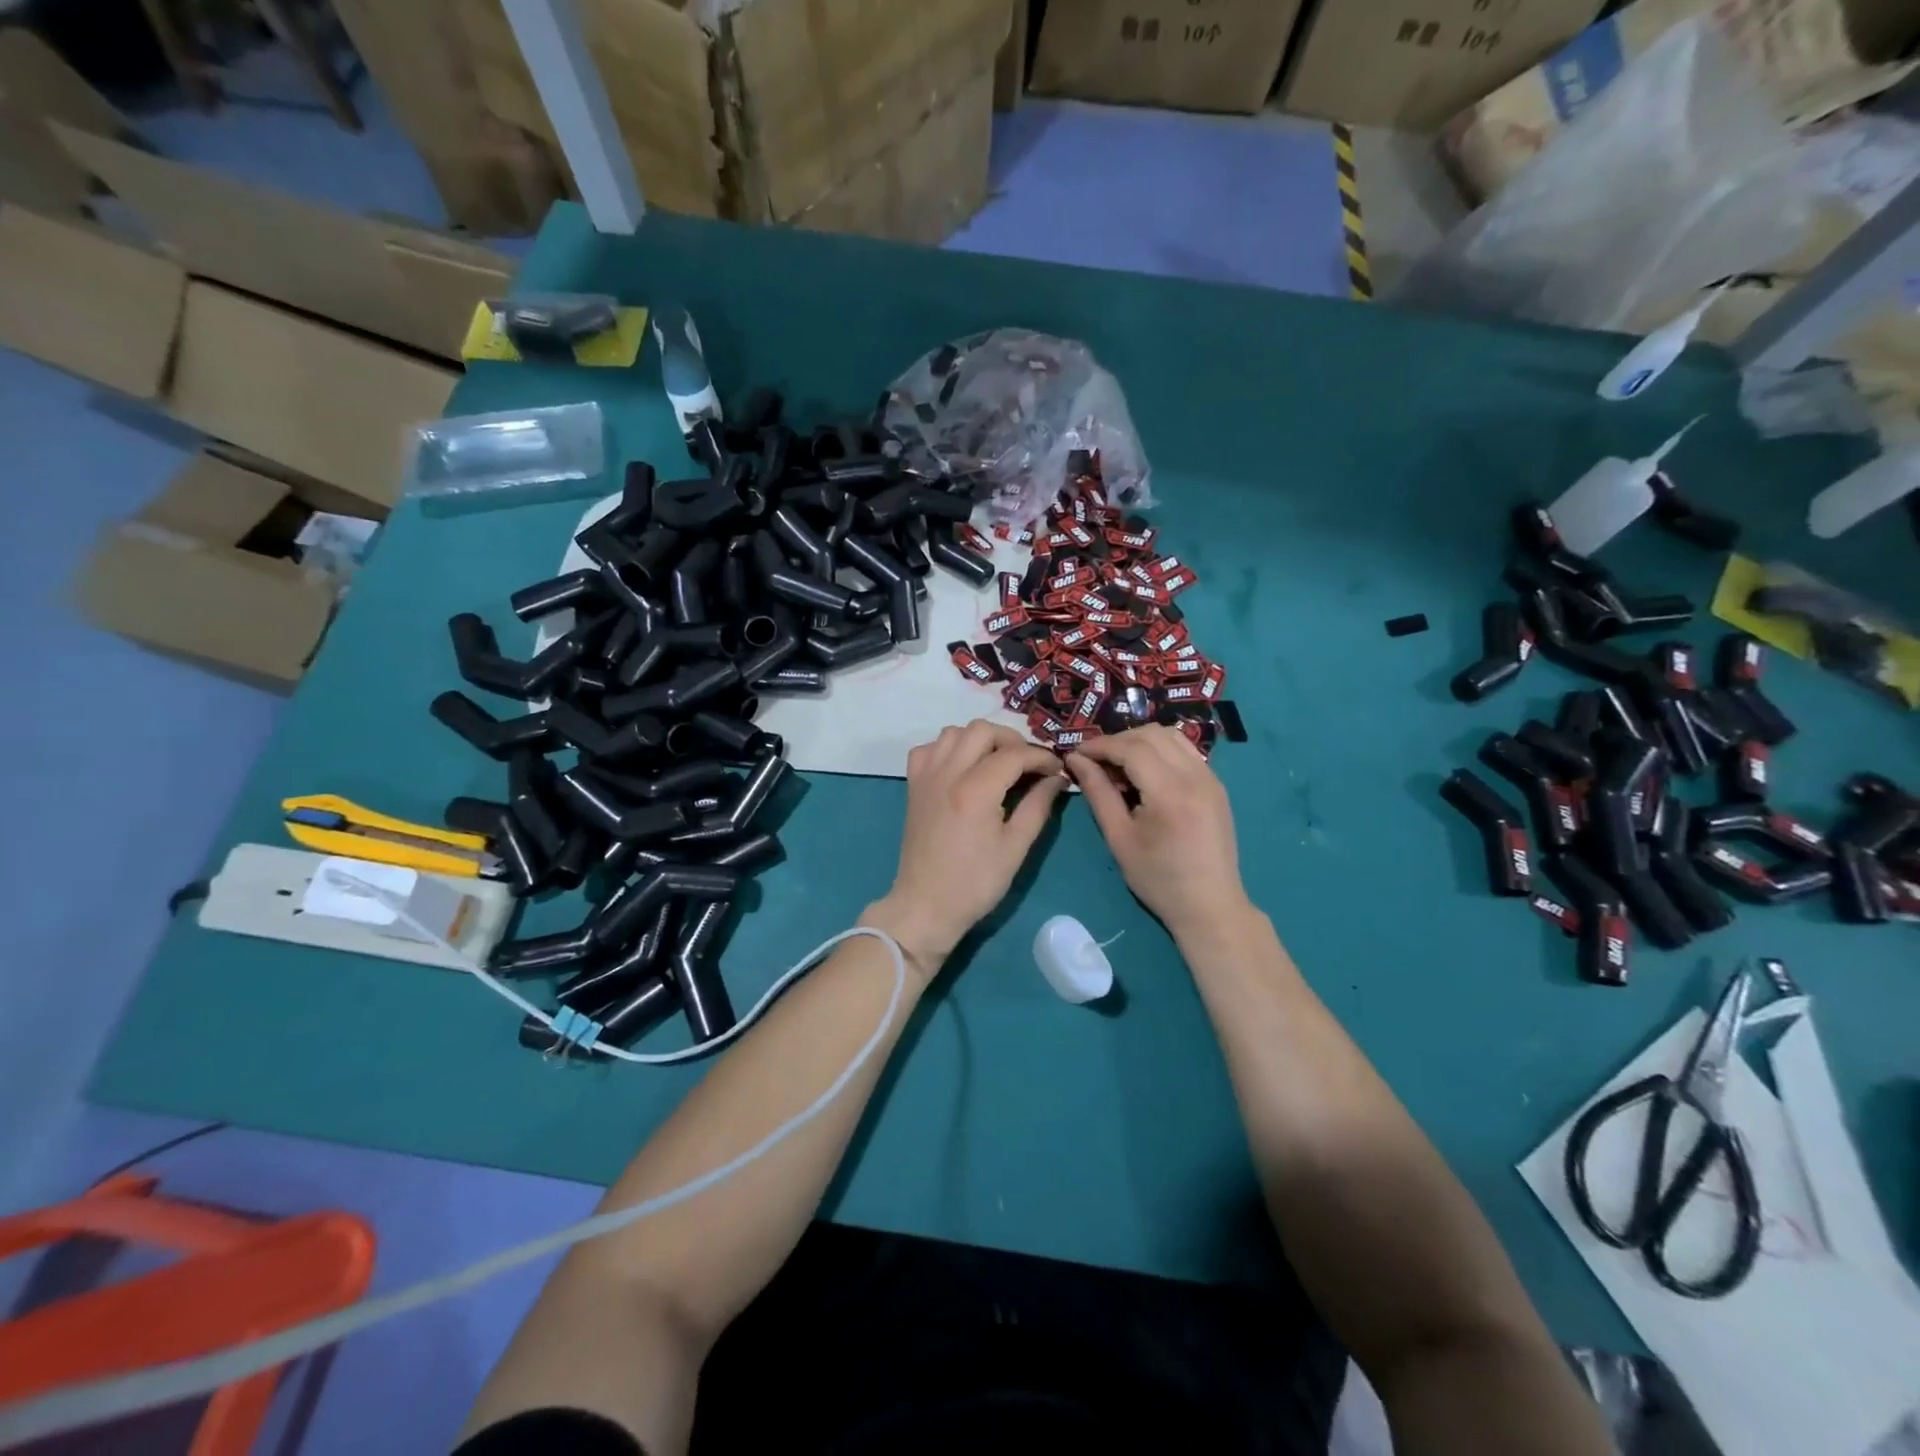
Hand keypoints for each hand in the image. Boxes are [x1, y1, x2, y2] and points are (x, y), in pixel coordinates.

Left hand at [866, 721, 1067, 972]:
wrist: (926, 905)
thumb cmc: (975, 883)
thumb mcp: (1016, 848)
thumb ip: (1038, 806)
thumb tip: (1056, 779)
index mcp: (975, 790)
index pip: (1015, 754)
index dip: (1042, 757)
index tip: (1058, 769)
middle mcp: (948, 773)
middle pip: (982, 730)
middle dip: (1012, 740)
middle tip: (1028, 764)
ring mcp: (926, 776)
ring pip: (954, 732)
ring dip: (980, 739)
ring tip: (997, 762)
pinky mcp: (913, 785)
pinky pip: (930, 748)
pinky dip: (949, 748)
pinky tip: (963, 768)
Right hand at [1066, 726, 1250, 942]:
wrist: (1209, 906)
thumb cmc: (1158, 879)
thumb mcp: (1119, 838)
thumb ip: (1098, 793)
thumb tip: (1076, 760)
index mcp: (1170, 793)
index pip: (1131, 748)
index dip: (1100, 745)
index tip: (1076, 753)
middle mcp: (1195, 776)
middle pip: (1152, 734)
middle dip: (1118, 739)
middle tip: (1094, 759)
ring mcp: (1211, 778)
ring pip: (1171, 736)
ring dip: (1140, 740)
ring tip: (1118, 763)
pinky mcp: (1216, 785)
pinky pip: (1185, 751)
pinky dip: (1160, 749)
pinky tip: (1145, 772)